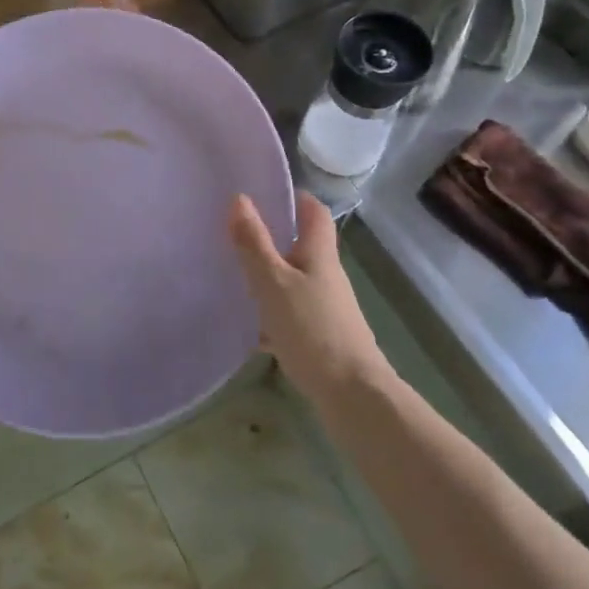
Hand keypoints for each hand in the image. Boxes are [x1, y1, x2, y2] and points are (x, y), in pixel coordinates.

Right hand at [229, 191, 391, 399]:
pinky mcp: (323, 337)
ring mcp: (328, 308)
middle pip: (302, 247)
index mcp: (319, 255)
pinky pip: (293, 314)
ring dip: (270, 277)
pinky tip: (251, 329)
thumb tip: (241, 198)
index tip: (266, 193)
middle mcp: (327, 277)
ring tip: (235, 278)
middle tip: (237, 235)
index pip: (314, 212)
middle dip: (273, 239)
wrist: (352, 395)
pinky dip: (273, 314)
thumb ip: (254, 243)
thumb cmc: (311, 329)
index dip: (295, 197)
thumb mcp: (273, 282)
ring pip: (295, 282)